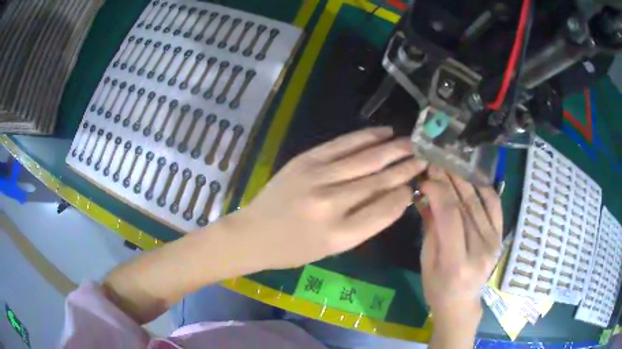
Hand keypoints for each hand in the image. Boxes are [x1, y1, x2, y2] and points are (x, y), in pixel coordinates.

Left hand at [230, 127, 427, 269]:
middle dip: (406, 167)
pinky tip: (383, 133)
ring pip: (365, 159)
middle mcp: (331, 204)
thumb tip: (396, 195)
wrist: (254, 233)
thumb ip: (366, 223)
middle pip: (379, 180)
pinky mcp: (305, 160)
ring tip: (412, 142)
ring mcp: (316, 177)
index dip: (405, 193)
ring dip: (392, 148)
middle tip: (425, 156)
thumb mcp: (334, 248)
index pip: (385, 209)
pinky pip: (342, 144)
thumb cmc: (295, 249)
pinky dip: (365, 137)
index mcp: (340, 234)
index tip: (417, 182)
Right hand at [417, 167, 501, 344]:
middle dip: (448, 179)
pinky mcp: (500, 237)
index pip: (450, 215)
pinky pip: (494, 206)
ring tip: (449, 164)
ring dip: (463, 179)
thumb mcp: (426, 260)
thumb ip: (430, 226)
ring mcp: (494, 242)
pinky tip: (471, 178)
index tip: (425, 178)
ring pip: (479, 201)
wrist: (462, 302)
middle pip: (465, 205)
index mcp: (457, 261)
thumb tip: (425, 194)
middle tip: (435, 162)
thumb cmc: (437, 287)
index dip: (437, 191)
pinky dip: (484, 188)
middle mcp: (480, 249)